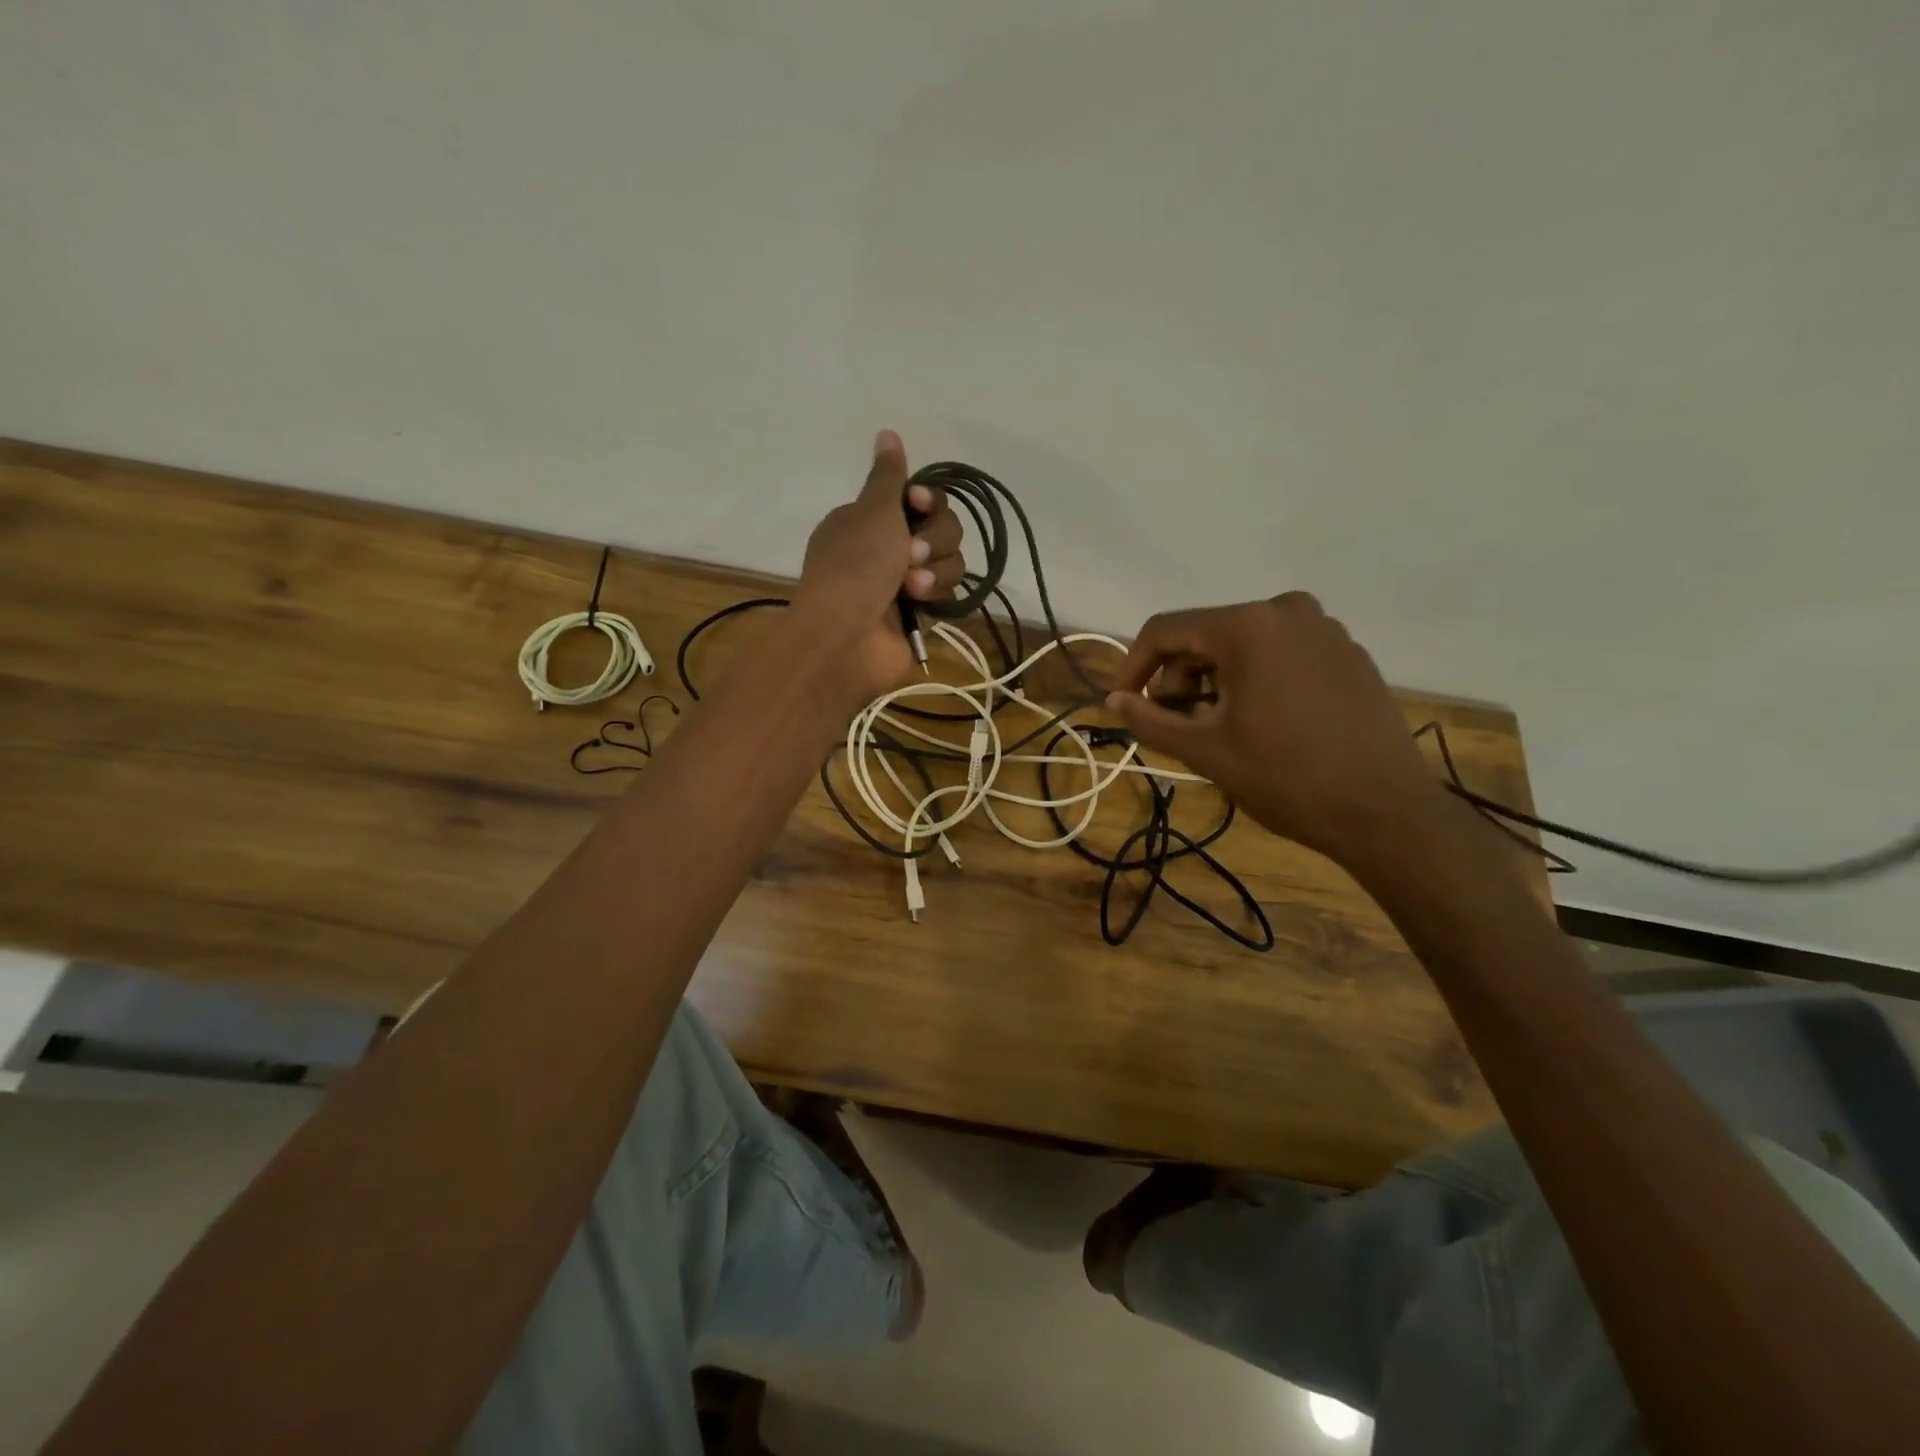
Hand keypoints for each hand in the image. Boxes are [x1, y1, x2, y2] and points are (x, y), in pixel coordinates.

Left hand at [793, 430, 965, 706]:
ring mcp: (905, 582)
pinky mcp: (922, 613)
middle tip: (909, 555)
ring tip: (910, 588)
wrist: (846, 638)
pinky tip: (918, 605)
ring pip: (950, 560)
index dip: (927, 500)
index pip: (919, 497)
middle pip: (942, 527)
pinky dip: (936, 595)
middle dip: (933, 539)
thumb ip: (888, 475)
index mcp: (870, 519)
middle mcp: (888, 547)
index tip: (917, 503)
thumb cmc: (855, 568)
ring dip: (934, 570)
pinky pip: (949, 592)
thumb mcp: (873, 511)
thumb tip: (886, 432)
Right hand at [1107, 593, 1448, 865]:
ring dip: (1215, 681)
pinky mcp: (1348, 653)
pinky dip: (1256, 680)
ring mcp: (1324, 629)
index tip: (1125, 705)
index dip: (1134, 667)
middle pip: (1205, 635)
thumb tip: (1113, 701)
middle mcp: (1286, 611)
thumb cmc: (1286, 777)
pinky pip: (1280, 654)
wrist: (1387, 812)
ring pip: (1243, 645)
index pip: (1165, 630)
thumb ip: (1149, 719)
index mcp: (1248, 626)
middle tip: (1177, 726)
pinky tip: (1264, 722)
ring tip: (1220, 729)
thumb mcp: (1205, 750)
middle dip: (1179, 679)